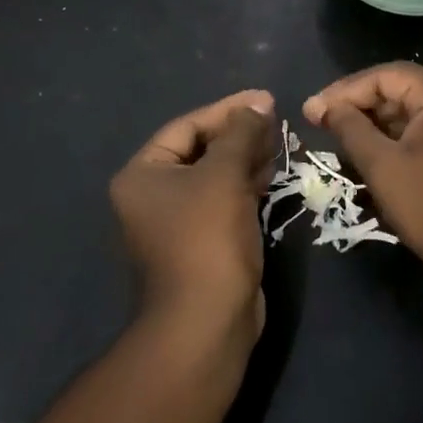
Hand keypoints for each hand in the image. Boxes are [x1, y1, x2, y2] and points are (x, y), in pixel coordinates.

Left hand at [110, 90, 276, 349]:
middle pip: (200, 150)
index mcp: (143, 175)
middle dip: (239, 134)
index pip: (187, 127)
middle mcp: (153, 196)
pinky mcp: (201, 243)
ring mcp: (176, 222)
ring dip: (246, 158)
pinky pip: (223, 201)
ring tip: (279, 143)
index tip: (266, 100)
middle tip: (276, 121)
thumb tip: (259, 103)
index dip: (228, 110)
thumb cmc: (206, 238)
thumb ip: (241, 133)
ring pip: (215, 176)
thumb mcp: (224, 176)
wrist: (206, 322)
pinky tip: (271, 175)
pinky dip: (246, 186)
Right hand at [304, 64, 422, 291]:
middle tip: (320, 123)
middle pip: (399, 89)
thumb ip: (351, 129)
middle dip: (358, 105)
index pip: (385, 75)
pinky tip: (370, 153)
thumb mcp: (383, 167)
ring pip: (410, 112)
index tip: (312, 110)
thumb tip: (323, 105)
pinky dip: (395, 138)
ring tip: (339, 138)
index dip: (345, 89)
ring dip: (374, 122)